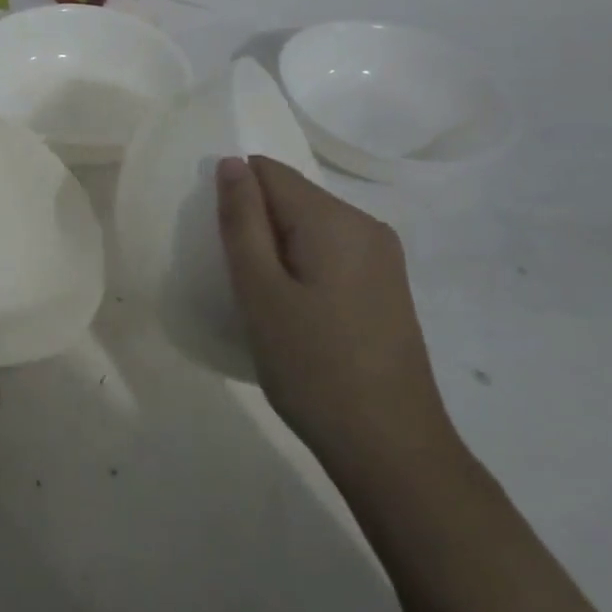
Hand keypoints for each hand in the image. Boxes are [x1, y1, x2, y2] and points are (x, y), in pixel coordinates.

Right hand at [215, 156, 449, 469]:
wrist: (391, 447)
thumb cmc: (313, 368)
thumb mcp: (260, 292)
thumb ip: (242, 222)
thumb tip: (232, 164)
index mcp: (336, 219)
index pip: (269, 173)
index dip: (235, 198)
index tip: (220, 248)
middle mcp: (367, 225)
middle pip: (292, 198)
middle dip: (256, 225)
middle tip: (238, 283)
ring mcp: (383, 258)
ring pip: (310, 228)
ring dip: (277, 250)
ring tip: (262, 302)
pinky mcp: (386, 287)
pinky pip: (330, 254)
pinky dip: (301, 268)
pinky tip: (294, 314)